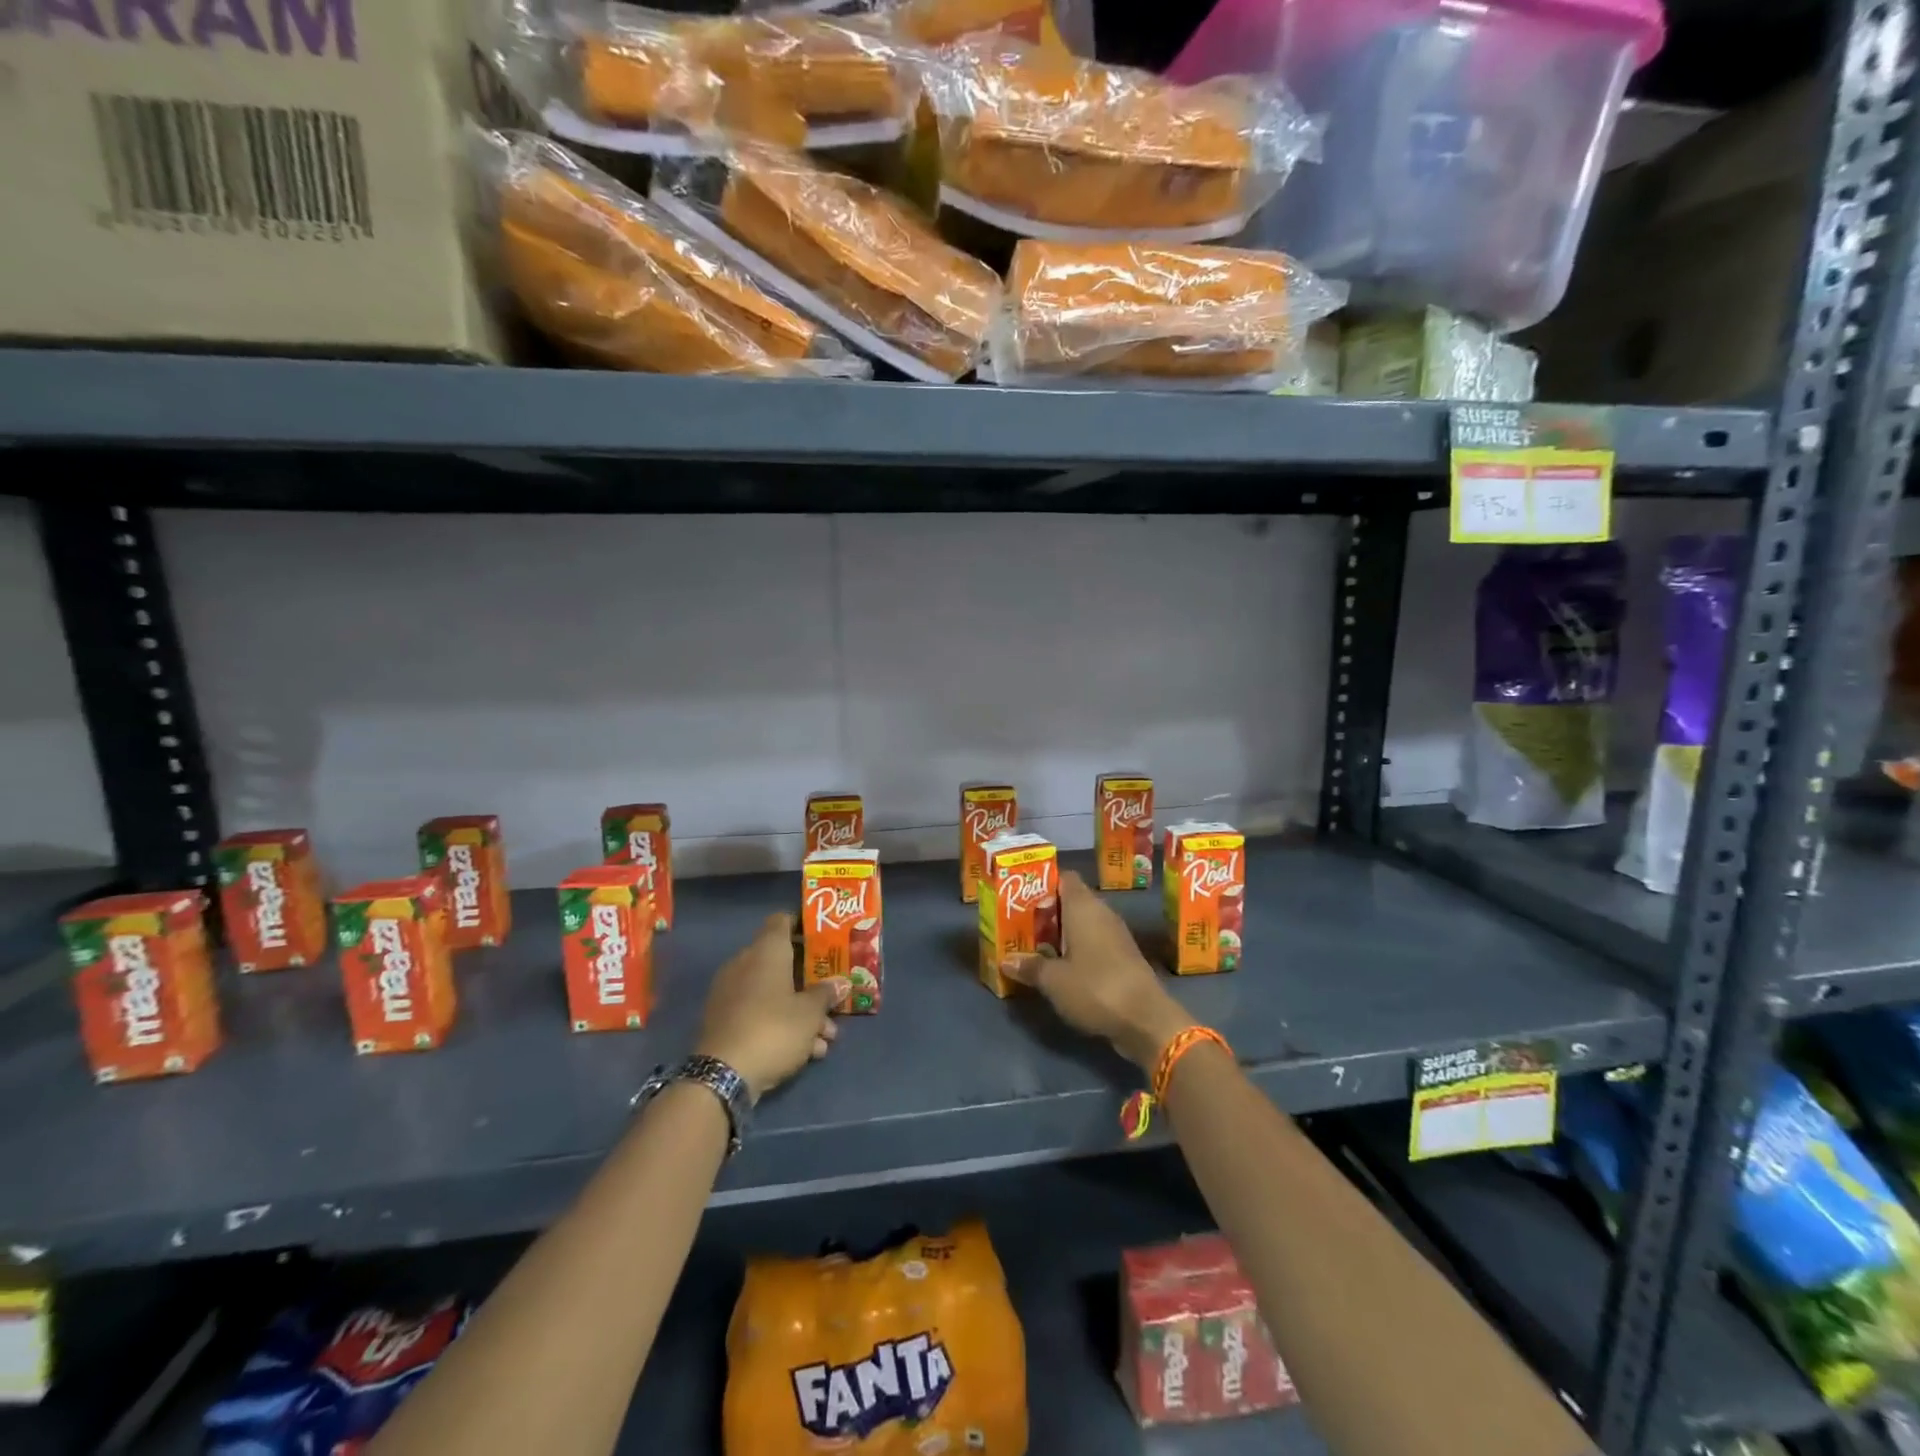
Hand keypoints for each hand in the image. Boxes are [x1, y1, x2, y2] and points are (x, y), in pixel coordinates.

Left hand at [695, 914, 842, 1102]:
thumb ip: (827, 994)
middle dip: (810, 982)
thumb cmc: (774, 1029)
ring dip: (801, 1011)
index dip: (804, 925)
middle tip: (834, 997)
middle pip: (783, 962)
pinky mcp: (725, 1021)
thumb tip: (840, 983)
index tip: (825, 938)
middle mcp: (745, 964)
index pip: (783, 921)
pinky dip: (781, 1025)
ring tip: (827, 1037)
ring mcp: (731, 994)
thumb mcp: (810, 1013)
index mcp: (766, 951)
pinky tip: (807, 1052)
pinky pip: (760, 1013)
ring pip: (774, 993)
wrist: (723, 1075)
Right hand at [1004, 872, 1192, 1070]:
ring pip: (1083, 924)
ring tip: (1034, 946)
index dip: (1043, 883)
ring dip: (1061, 933)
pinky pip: (1094, 943)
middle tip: (1020, 925)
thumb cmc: (1096, 988)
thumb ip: (1030, 966)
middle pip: (1071, 901)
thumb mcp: (1054, 980)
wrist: (1146, 1020)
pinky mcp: (1123, 957)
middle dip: (1047, 912)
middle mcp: (1101, 913)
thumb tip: (1005, 960)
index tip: (1021, 896)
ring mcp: (1115, 935)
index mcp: (1083, 907)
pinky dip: (1077, 949)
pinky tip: (1060, 967)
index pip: (1064, 878)